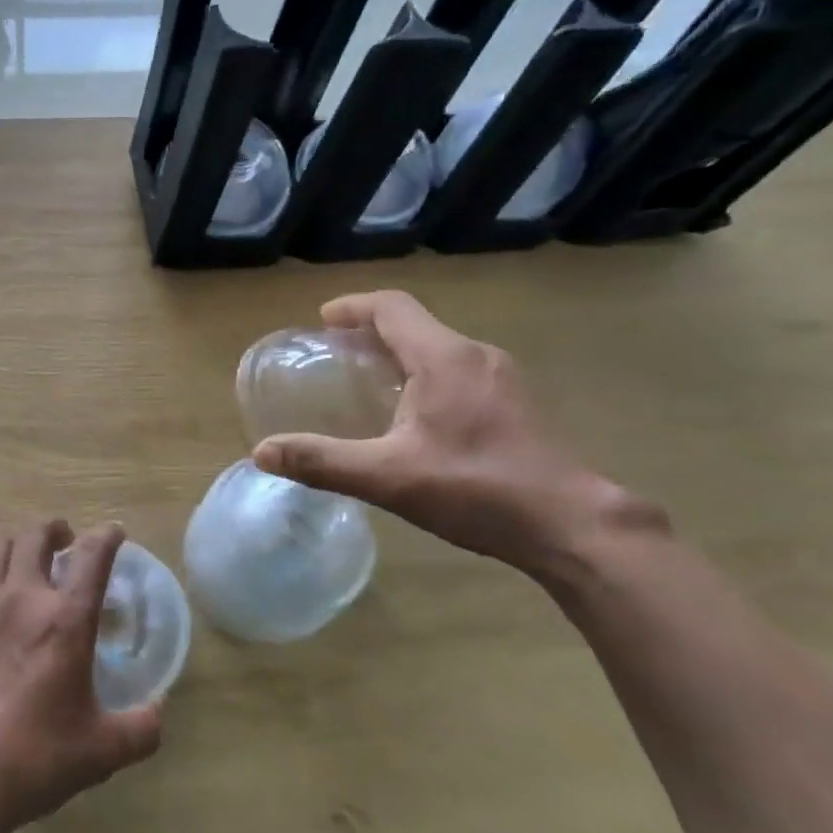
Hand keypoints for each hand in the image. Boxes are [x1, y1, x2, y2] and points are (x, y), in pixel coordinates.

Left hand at [0, 521, 162, 832]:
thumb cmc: (30, 760)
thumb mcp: (100, 752)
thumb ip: (140, 729)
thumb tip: (158, 712)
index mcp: (64, 620)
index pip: (92, 557)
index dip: (107, 536)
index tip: (114, 532)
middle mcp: (20, 598)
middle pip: (35, 536)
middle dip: (56, 529)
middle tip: (66, 541)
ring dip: (16, 541)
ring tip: (24, 555)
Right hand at [253, 291, 648, 580]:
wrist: (570, 525)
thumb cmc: (476, 489)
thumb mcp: (387, 477)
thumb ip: (322, 461)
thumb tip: (262, 452)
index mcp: (444, 358)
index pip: (392, 308)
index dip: (352, 307)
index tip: (322, 321)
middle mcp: (476, 355)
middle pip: (415, 325)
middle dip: (371, 332)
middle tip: (336, 355)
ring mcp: (503, 378)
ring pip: (439, 348)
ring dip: (399, 354)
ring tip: (367, 381)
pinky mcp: (516, 403)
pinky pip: (458, 370)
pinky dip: (424, 374)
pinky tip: (414, 414)